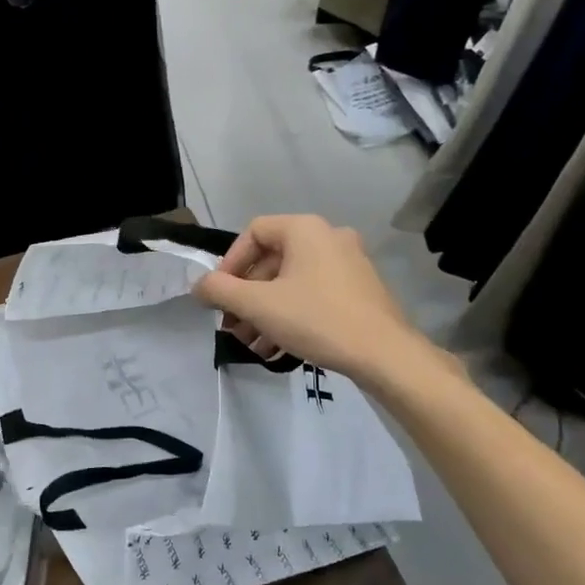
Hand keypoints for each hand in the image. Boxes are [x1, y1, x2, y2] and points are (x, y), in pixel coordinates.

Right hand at [192, 214, 448, 383]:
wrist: (386, 355)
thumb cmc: (317, 319)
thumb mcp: (258, 306)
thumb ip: (220, 291)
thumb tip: (199, 286)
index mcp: (305, 229)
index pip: (253, 233)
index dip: (230, 264)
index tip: (220, 296)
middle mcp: (328, 237)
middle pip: (271, 261)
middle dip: (246, 297)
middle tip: (232, 326)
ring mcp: (348, 264)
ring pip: (291, 283)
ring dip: (265, 312)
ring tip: (251, 344)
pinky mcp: (359, 290)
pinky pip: (313, 295)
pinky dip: (291, 316)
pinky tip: (277, 349)